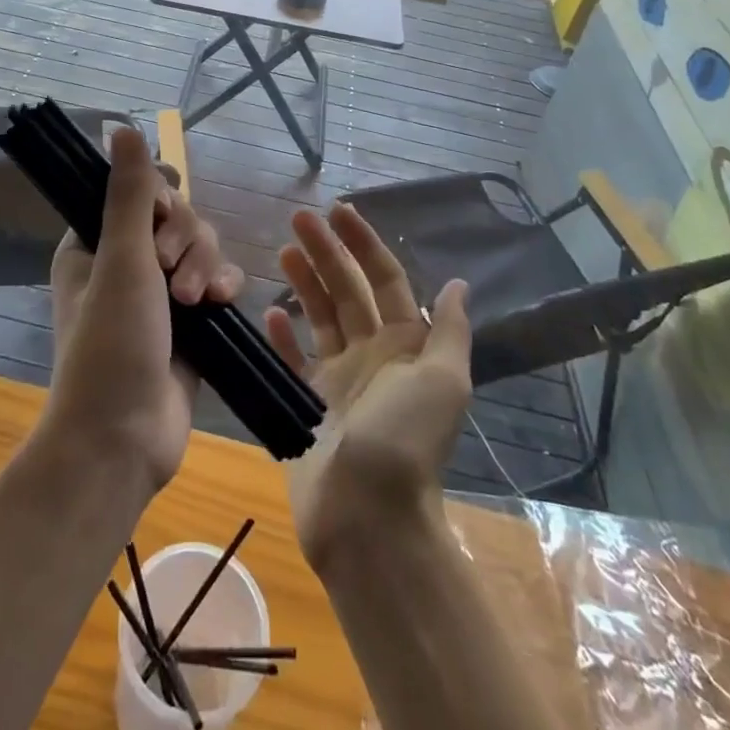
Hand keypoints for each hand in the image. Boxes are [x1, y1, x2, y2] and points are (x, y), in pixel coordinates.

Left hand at [46, 127, 243, 493]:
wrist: (124, 439)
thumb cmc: (111, 344)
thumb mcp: (122, 261)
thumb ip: (130, 193)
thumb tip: (121, 127)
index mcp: (95, 242)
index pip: (138, 191)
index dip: (159, 198)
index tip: (162, 218)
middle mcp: (126, 261)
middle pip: (177, 216)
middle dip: (185, 239)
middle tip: (170, 273)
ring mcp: (160, 292)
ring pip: (201, 246)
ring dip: (204, 264)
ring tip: (196, 301)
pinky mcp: (191, 319)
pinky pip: (217, 278)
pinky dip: (222, 283)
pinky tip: (223, 301)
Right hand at [263, 203, 471, 567]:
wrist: (369, 517)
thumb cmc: (406, 439)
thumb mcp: (443, 380)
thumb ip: (449, 331)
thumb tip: (458, 284)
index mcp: (406, 345)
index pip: (384, 279)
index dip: (364, 243)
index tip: (338, 211)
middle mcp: (373, 355)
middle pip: (348, 290)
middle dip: (327, 252)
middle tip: (298, 218)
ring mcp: (339, 380)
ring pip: (320, 317)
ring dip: (304, 283)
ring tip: (284, 251)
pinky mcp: (308, 405)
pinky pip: (294, 361)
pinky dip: (284, 337)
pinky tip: (271, 313)